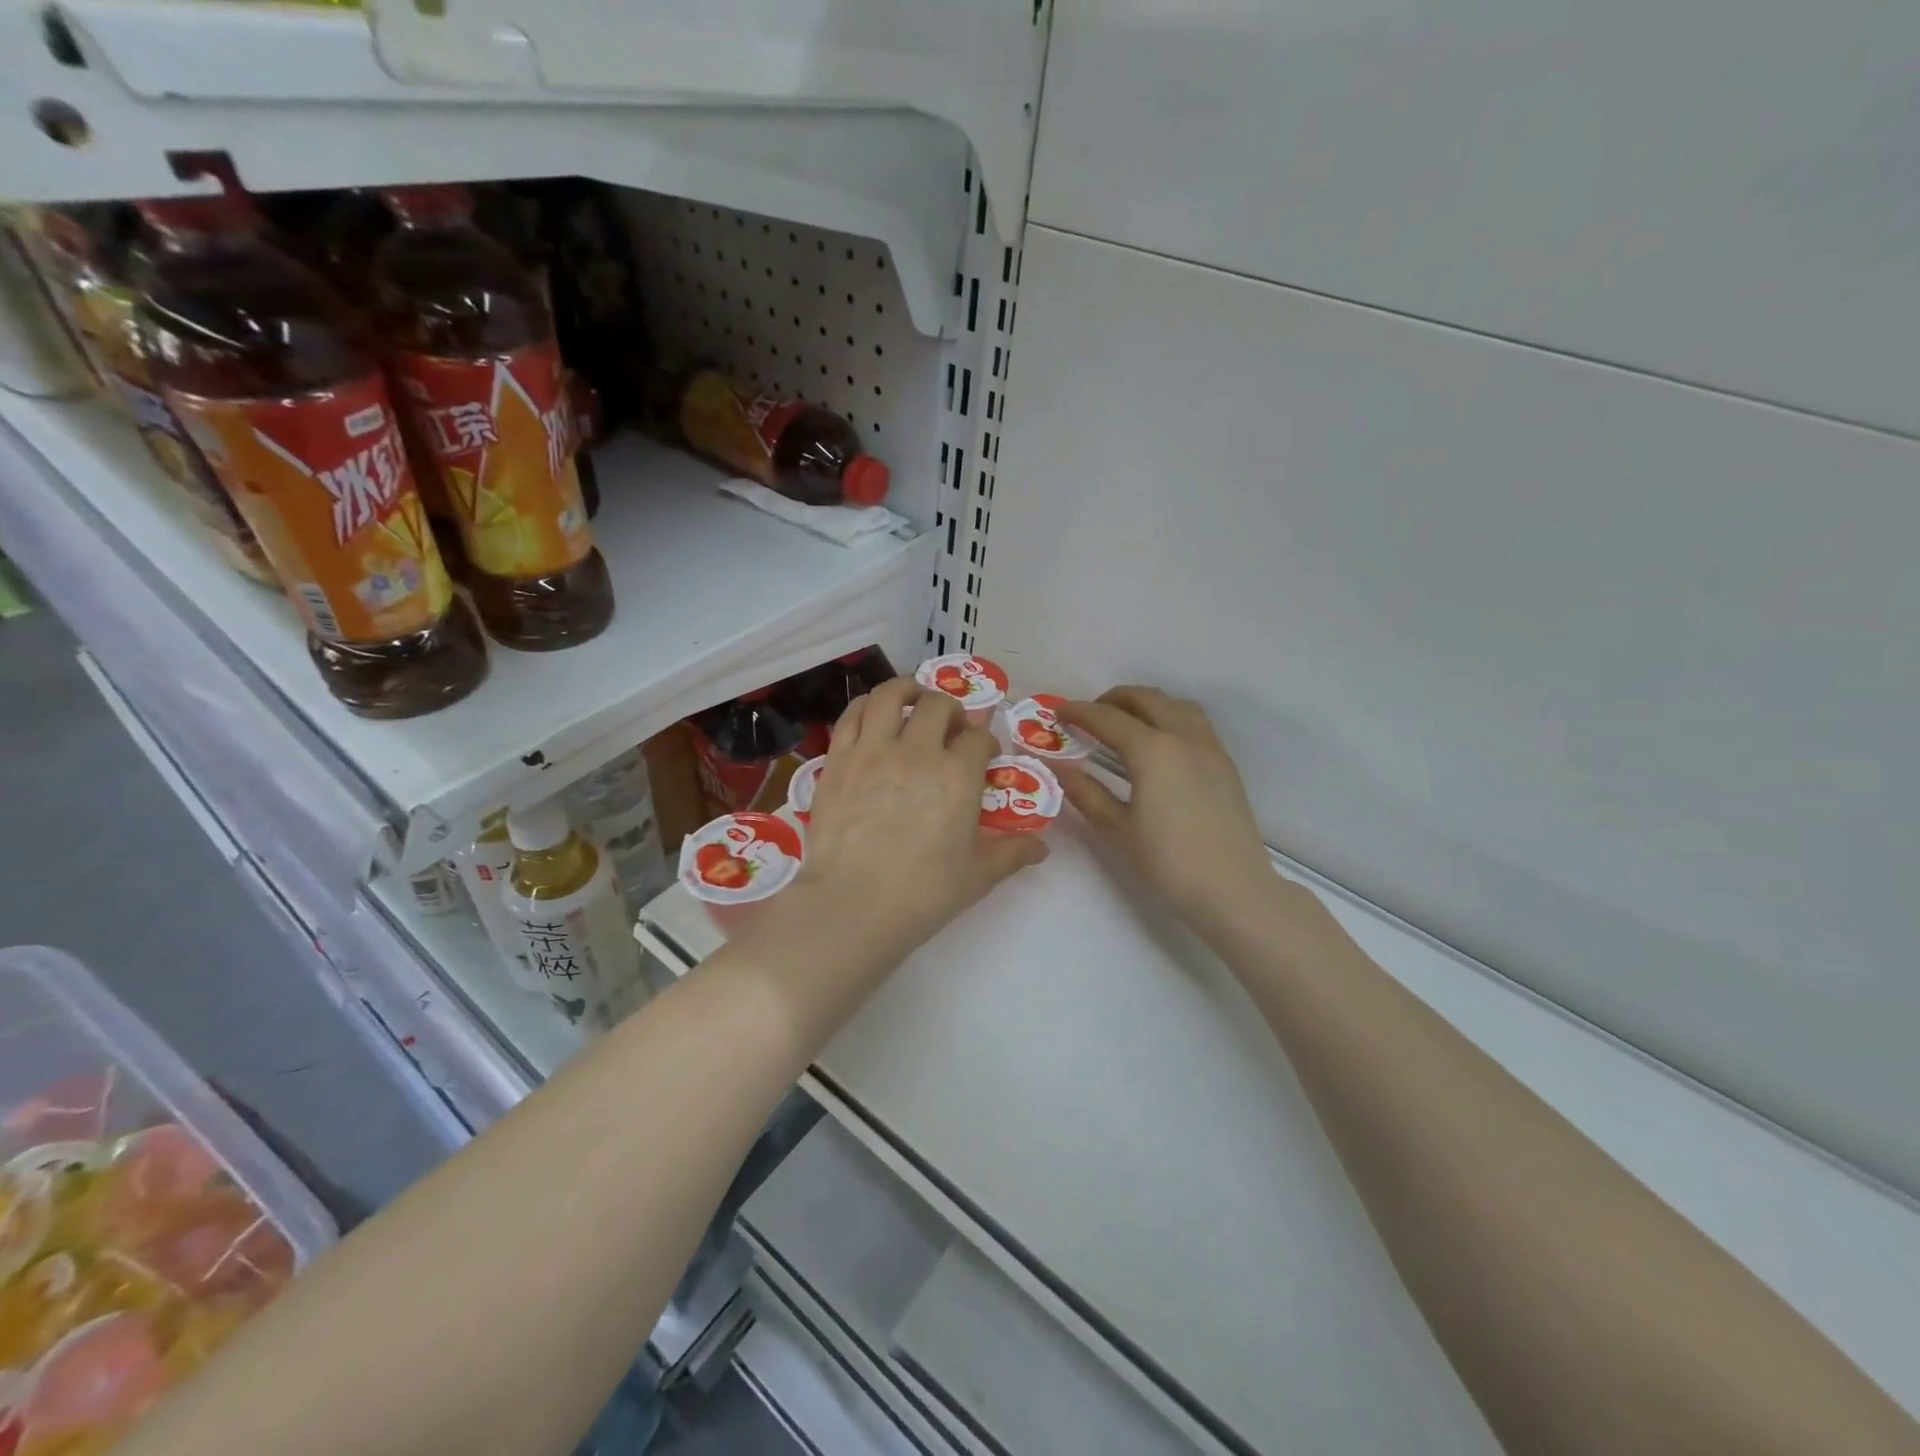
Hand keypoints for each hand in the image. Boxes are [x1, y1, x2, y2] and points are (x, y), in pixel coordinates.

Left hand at [782, 676, 1046, 968]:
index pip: (978, 738)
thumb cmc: (922, 894)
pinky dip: (868, 705)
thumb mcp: (977, 876)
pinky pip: (853, 715)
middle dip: (952, 711)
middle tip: (951, 729)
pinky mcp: (838, 759)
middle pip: (939, 705)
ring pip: (891, 695)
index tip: (984, 757)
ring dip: (909, 691)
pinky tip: (875, 713)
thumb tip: (1042, 847)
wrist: (852, 906)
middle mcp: (918, 751)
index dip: (985, 743)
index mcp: (958, 775)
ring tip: (913, 701)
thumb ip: (1011, 853)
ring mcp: (873, 750)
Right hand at [1059, 687, 1271, 928]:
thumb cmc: (1168, 862)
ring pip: (1176, 705)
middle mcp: (1183, 737)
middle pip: (1146, 699)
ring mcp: (1210, 748)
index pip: (1107, 718)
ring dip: (1147, 704)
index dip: (1079, 712)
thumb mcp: (1118, 829)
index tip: (1058, 712)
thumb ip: (1086, 793)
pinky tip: (1160, 745)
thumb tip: (1060, 768)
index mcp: (1152, 750)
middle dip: (1113, 699)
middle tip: (1090, 715)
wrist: (1233, 889)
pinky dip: (1170, 717)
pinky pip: (1195, 723)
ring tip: (1126, 723)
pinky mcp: (1225, 764)